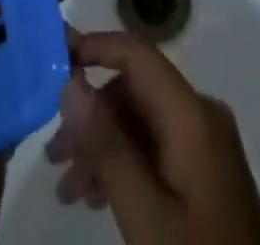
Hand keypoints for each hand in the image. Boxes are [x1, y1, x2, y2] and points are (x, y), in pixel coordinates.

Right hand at [47, 31, 259, 244]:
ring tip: (69, 190)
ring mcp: (205, 142)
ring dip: (102, 146)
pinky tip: (98, 197)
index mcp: (190, 112)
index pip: (136, 53)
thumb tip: (70, 82)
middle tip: (54, 158)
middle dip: (90, 117)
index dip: (93, 47)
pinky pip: (156, 146)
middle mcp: (200, 113)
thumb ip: (107, 145)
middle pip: (134, 91)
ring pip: (141, 121)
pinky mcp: (206, 171)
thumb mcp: (145, 212)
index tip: (53, 61)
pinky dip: (124, 164)